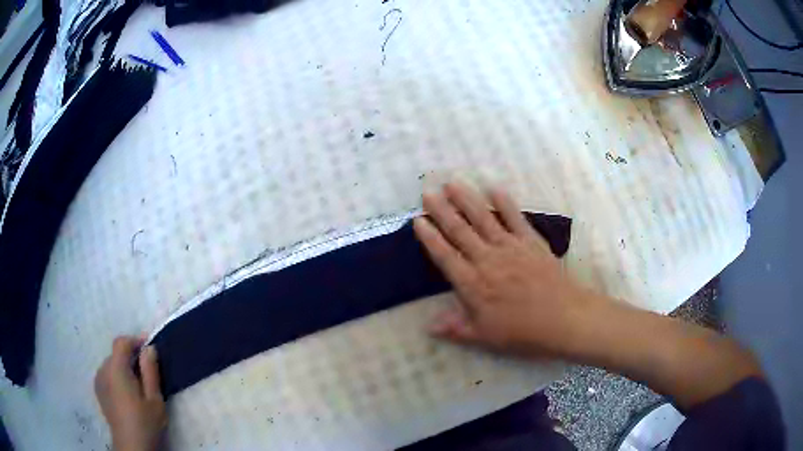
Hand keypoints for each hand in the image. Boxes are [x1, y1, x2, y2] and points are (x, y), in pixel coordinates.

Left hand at [95, 336, 166, 450]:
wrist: (131, 445)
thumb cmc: (145, 422)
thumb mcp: (155, 399)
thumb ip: (150, 371)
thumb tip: (149, 348)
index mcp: (116, 369)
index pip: (121, 342)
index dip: (135, 341)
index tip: (149, 348)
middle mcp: (103, 369)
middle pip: (116, 353)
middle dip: (131, 357)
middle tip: (147, 372)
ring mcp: (98, 380)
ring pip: (111, 364)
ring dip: (123, 367)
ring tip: (137, 385)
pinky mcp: (98, 389)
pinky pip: (107, 373)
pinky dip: (117, 376)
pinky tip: (126, 393)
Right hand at [414, 183, 598, 357]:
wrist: (562, 318)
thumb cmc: (522, 332)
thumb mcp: (485, 337)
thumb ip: (456, 328)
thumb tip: (429, 326)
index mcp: (473, 284)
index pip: (445, 256)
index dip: (429, 238)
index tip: (418, 220)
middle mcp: (487, 260)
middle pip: (460, 231)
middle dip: (442, 210)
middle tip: (428, 192)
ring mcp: (510, 247)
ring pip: (483, 219)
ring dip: (466, 199)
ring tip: (452, 183)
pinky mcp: (530, 241)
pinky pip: (514, 218)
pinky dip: (504, 202)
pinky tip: (494, 188)